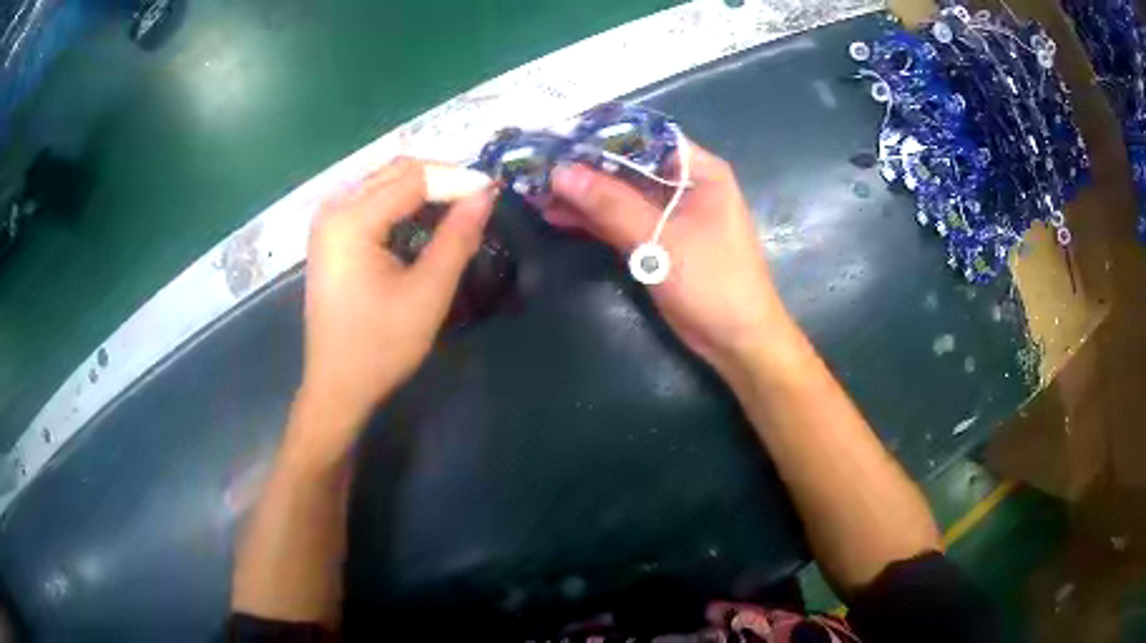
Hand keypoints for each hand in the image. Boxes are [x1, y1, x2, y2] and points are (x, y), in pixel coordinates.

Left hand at [292, 158, 495, 462]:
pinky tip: (422, 221)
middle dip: (441, 179)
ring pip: (384, 181)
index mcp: (351, 220)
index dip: (457, 180)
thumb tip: (486, 194)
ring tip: (456, 210)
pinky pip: (371, 200)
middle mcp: (333, 208)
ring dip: (422, 189)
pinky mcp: (330, 234)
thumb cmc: (380, 346)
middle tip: (477, 201)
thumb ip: (457, 238)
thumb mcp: (427, 293)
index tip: (493, 193)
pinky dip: (401, 203)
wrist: (337, 385)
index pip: (414, 178)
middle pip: (396, 171)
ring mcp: (327, 220)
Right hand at [545, 142, 787, 374]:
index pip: (643, 136)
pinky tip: (557, 216)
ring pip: (619, 195)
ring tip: (536, 191)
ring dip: (582, 195)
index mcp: (698, 170)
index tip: (557, 138)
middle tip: (535, 165)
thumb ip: (610, 204)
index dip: (600, 135)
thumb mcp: (660, 240)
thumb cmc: (712, 282)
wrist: (736, 340)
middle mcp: (683, 184)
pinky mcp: (657, 241)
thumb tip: (560, 172)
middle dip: (583, 167)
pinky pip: (620, 221)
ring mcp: (668, 214)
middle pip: (627, 165)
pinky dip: (592, 220)